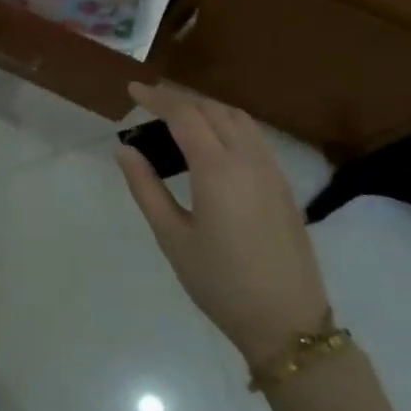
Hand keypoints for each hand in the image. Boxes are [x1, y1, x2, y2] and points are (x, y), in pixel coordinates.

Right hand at [114, 82, 331, 368]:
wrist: (287, 322)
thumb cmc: (220, 282)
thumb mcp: (172, 236)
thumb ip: (145, 187)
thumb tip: (124, 150)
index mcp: (217, 169)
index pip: (184, 114)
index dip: (156, 97)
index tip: (131, 89)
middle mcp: (248, 159)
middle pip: (212, 109)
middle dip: (179, 98)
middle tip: (148, 102)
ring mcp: (272, 170)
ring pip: (238, 118)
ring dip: (205, 107)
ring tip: (177, 115)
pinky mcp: (283, 185)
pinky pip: (253, 136)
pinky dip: (227, 123)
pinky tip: (211, 141)